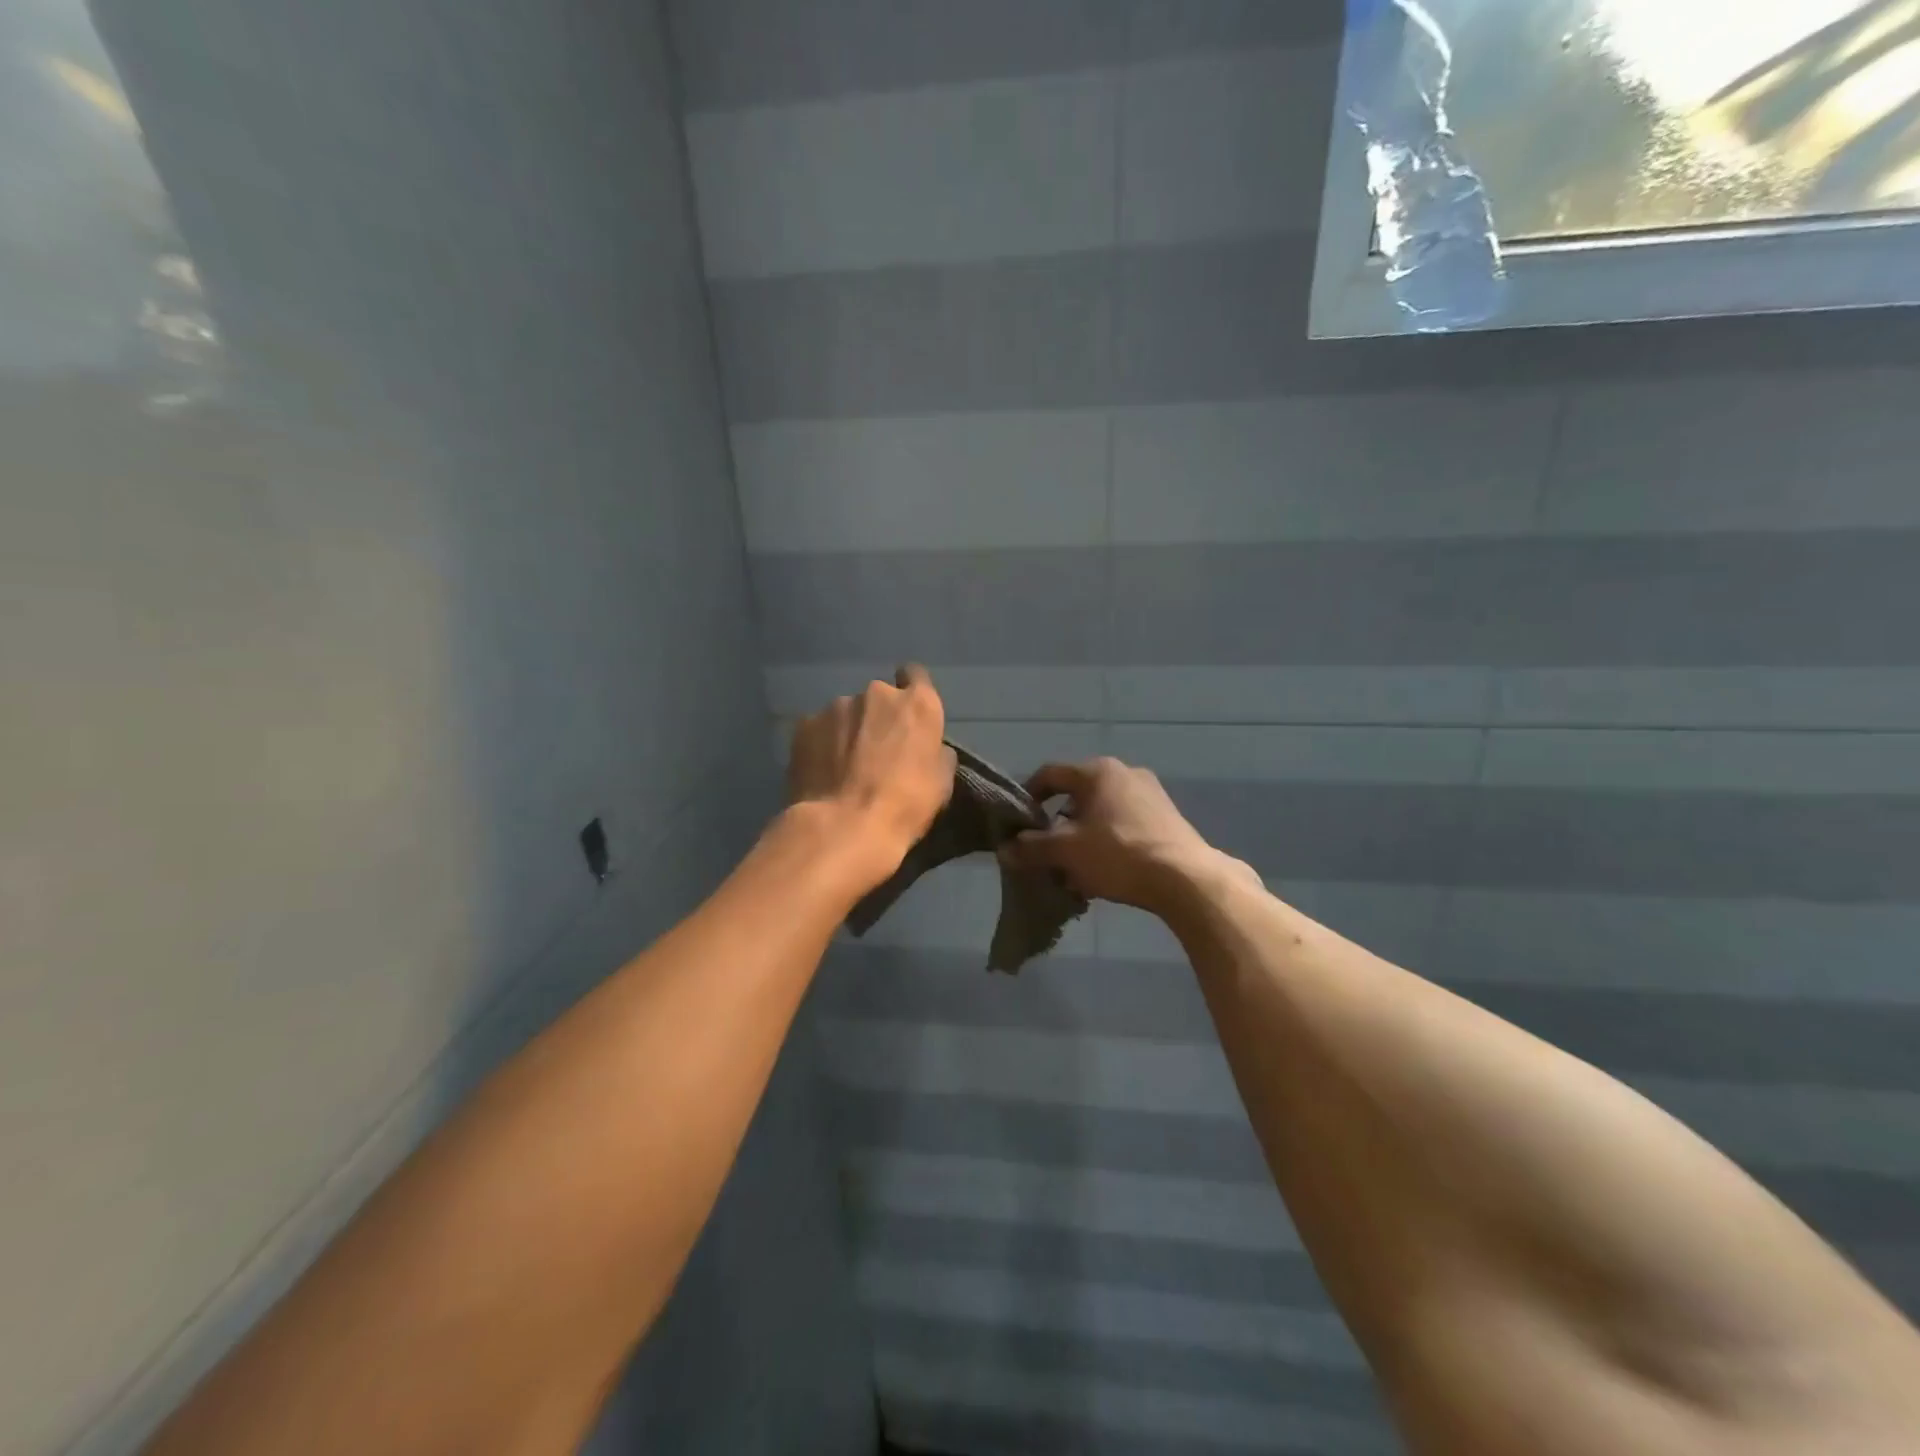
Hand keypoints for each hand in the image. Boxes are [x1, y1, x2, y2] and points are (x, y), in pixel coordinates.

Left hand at [787, 665, 956, 888]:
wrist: (844, 827)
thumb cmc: (905, 806)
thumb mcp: (941, 782)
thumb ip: (935, 752)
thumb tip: (928, 747)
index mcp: (917, 704)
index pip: (916, 676)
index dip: (911, 692)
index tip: (907, 715)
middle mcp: (877, 693)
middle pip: (879, 698)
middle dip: (878, 718)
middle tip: (875, 752)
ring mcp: (837, 706)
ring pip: (847, 713)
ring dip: (848, 731)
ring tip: (843, 767)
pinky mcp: (805, 725)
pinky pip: (819, 729)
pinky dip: (822, 744)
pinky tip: (821, 771)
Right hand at [999, 757, 1233, 915]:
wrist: (1185, 878)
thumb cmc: (1118, 854)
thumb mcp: (1066, 852)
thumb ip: (1031, 848)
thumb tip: (1004, 850)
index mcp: (1097, 772)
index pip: (1050, 775)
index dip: (1028, 797)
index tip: (1018, 823)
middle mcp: (1125, 773)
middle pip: (1077, 796)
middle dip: (1058, 825)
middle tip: (1047, 852)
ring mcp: (1150, 794)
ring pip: (1102, 813)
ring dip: (1083, 838)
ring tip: (1075, 870)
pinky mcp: (1167, 818)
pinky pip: (1125, 825)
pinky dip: (1108, 843)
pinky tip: (1105, 873)